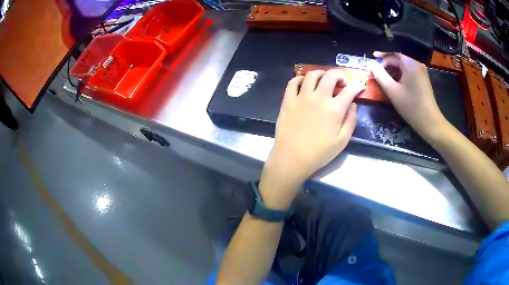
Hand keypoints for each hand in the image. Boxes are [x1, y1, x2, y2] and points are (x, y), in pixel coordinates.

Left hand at [259, 70, 365, 209]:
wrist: (291, 159)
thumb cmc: (319, 153)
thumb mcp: (342, 141)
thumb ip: (351, 120)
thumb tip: (353, 104)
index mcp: (334, 109)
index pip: (349, 90)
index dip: (357, 86)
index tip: (360, 86)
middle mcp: (318, 98)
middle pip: (330, 76)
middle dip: (339, 75)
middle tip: (341, 82)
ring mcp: (301, 97)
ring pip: (312, 75)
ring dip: (321, 73)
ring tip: (324, 79)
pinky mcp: (288, 100)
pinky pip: (293, 82)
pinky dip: (300, 78)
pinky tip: (304, 82)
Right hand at [368, 52, 448, 140]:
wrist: (430, 122)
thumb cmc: (411, 106)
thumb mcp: (392, 91)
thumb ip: (380, 75)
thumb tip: (370, 63)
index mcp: (410, 63)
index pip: (393, 53)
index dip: (380, 57)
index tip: (371, 62)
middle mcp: (416, 63)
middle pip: (398, 59)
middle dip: (386, 65)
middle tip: (375, 73)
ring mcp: (421, 72)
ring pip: (403, 66)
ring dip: (392, 71)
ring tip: (383, 80)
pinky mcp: (422, 79)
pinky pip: (408, 72)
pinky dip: (399, 76)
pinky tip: (394, 84)